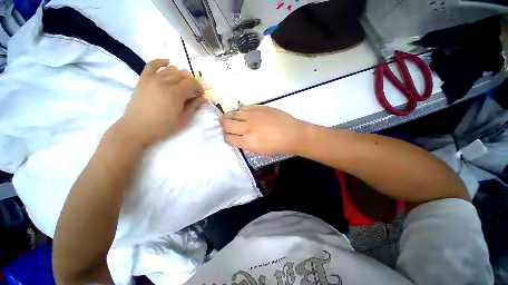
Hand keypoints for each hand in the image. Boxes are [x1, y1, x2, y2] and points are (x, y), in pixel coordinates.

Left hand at [121, 59, 205, 147]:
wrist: (137, 128)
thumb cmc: (163, 126)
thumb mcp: (183, 119)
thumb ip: (194, 106)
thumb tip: (204, 98)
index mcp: (176, 93)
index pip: (192, 83)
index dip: (199, 87)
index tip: (200, 94)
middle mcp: (165, 82)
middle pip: (183, 75)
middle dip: (191, 82)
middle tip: (192, 91)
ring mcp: (153, 79)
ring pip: (171, 69)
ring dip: (180, 75)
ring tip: (182, 83)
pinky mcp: (143, 79)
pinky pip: (152, 64)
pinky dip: (161, 61)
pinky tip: (168, 62)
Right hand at [220, 106, 308, 155]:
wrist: (293, 134)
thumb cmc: (278, 146)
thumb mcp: (260, 151)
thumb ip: (246, 145)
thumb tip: (238, 138)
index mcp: (248, 142)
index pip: (228, 138)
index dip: (226, 137)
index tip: (228, 136)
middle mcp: (247, 127)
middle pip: (226, 124)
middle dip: (223, 125)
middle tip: (224, 125)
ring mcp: (253, 115)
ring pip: (233, 114)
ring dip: (229, 116)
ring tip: (229, 118)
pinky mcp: (259, 107)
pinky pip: (244, 108)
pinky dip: (241, 112)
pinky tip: (243, 114)